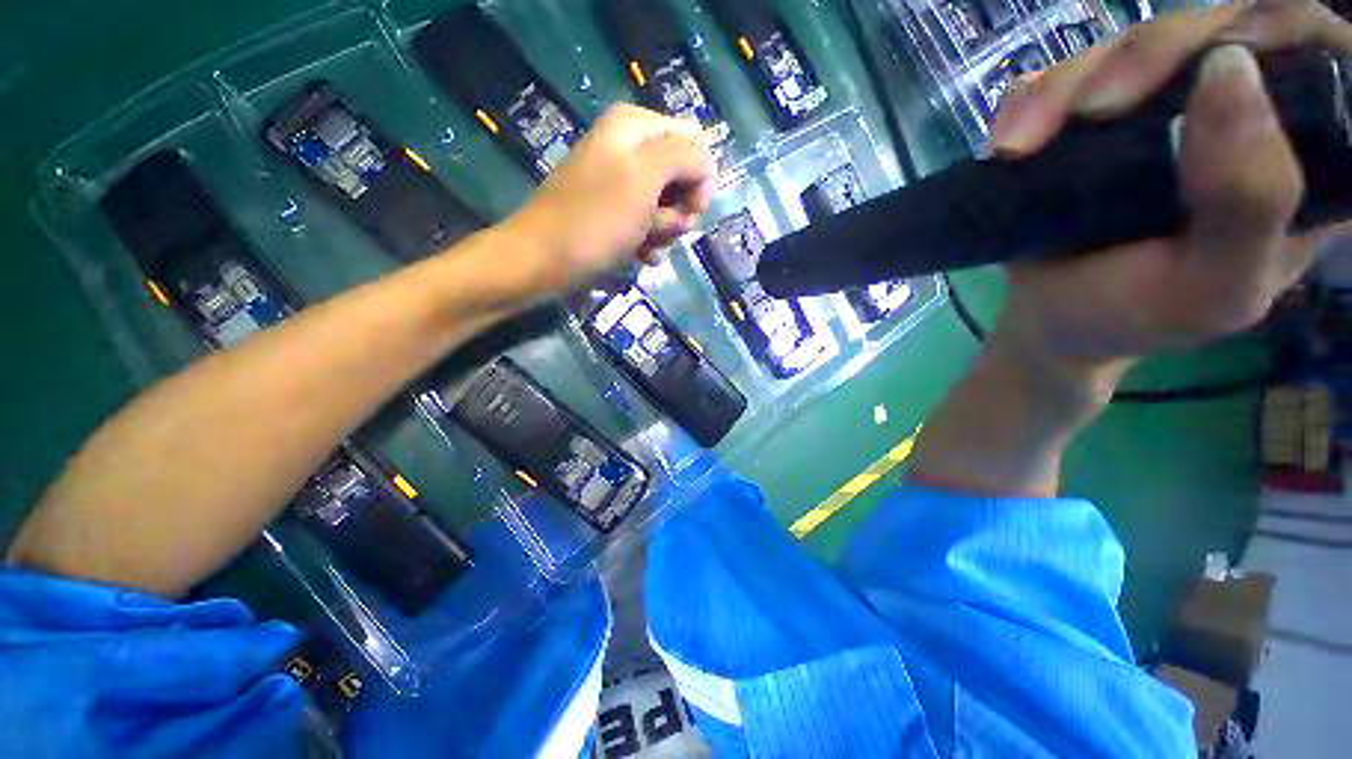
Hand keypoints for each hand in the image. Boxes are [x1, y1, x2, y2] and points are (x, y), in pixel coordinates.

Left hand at [503, 104, 716, 293]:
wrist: (543, 262)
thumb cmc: (594, 221)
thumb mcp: (644, 179)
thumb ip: (685, 157)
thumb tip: (706, 165)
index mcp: (634, 127)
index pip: (695, 143)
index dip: (698, 178)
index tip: (689, 207)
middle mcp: (629, 149)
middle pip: (683, 178)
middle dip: (677, 210)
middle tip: (655, 224)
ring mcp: (622, 186)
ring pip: (670, 208)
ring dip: (664, 231)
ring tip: (641, 242)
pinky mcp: (616, 215)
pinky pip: (651, 226)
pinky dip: (650, 244)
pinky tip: (640, 256)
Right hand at [986, 0, 1351, 394]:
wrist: (1054, 319)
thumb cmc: (1137, 314)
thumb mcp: (1213, 286)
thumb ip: (1250, 202)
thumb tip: (1228, 70)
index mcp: (1304, 158)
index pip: (1321, 56)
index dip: (1279, 36)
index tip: (1219, 70)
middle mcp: (1246, 112)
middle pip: (1219, 25)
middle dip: (1150, 56)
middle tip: (1093, 113)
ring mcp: (1165, 102)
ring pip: (1135, 38)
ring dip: (1069, 84)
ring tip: (1020, 147)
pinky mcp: (1099, 107)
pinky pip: (1068, 68)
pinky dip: (1031, 96)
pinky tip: (1010, 142)